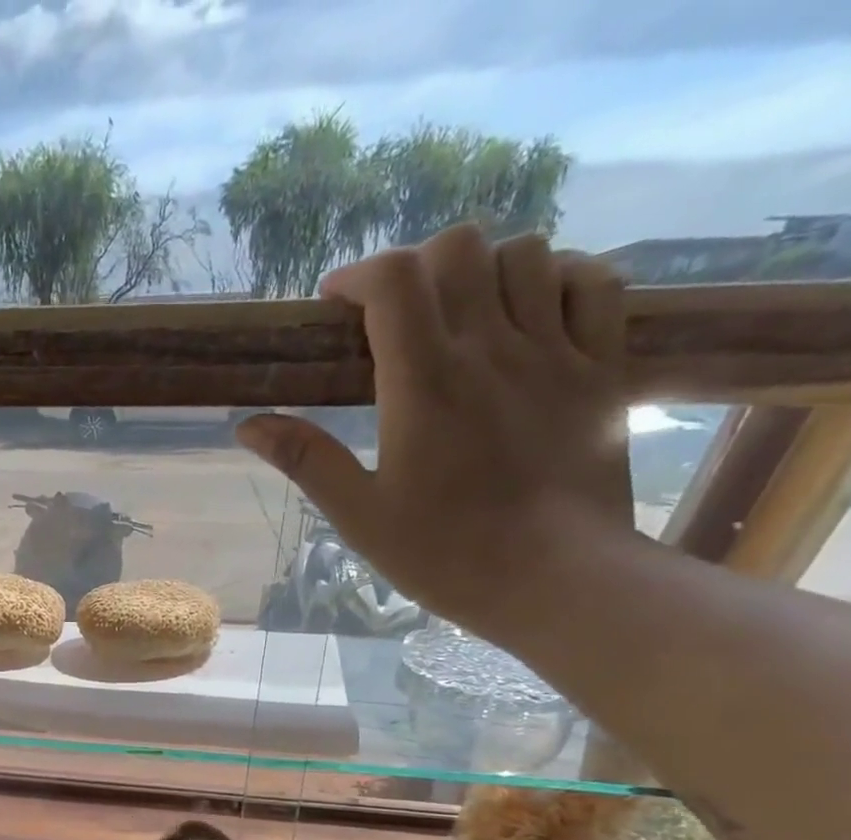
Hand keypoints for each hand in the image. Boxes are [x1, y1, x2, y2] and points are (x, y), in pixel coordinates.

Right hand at [237, 224, 634, 639]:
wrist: (557, 579)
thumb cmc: (445, 554)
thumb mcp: (359, 515)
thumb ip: (307, 460)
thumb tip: (248, 425)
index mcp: (424, 383)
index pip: (394, 281)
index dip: (358, 275)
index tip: (336, 305)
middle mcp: (490, 348)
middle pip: (458, 249)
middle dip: (415, 266)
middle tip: (394, 313)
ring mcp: (554, 351)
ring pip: (525, 253)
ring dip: (482, 269)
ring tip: (458, 313)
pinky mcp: (601, 366)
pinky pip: (592, 281)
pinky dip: (557, 276)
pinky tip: (530, 310)